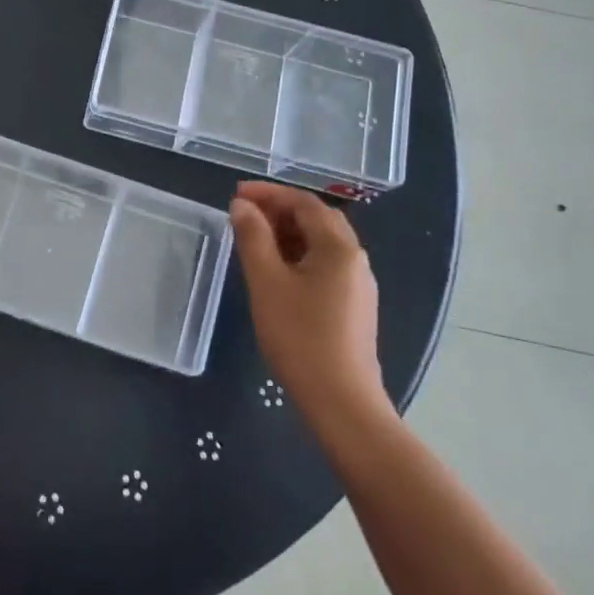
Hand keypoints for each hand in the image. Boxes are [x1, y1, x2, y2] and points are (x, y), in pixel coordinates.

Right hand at [230, 182, 390, 428]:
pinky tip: (274, 270)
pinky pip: (324, 265)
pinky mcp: (353, 306)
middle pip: (317, 219)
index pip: (304, 203)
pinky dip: (297, 255)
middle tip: (242, 213)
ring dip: (287, 232)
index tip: (235, 194)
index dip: (269, 193)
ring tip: (252, 238)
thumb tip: (241, 206)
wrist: (341, 401)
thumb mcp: (267, 282)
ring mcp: (357, 284)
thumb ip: (253, 238)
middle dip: (279, 210)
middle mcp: (355, 259)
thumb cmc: (300, 336)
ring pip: (320, 243)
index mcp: (339, 247)